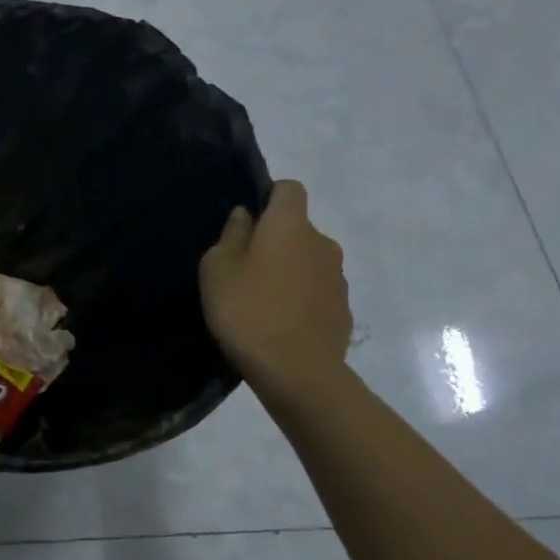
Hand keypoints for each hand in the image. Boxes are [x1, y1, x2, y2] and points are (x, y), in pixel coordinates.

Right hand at [199, 180, 351, 394]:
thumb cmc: (247, 311)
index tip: (246, 222)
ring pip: (308, 260)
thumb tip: (245, 216)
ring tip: (261, 299)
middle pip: (297, 228)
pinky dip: (300, 297)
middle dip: (274, 240)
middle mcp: (321, 242)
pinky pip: (316, 290)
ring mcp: (338, 277)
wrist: (296, 370)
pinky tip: (279, 322)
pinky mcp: (342, 308)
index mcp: (290, 226)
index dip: (268, 197)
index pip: (289, 189)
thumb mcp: (217, 270)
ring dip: (288, 270)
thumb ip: (231, 236)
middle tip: (243, 268)